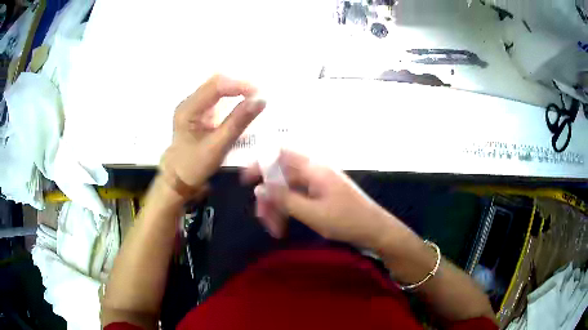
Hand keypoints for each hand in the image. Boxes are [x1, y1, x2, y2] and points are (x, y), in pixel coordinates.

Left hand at [160, 75, 264, 199]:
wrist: (178, 179)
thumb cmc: (195, 166)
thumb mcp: (218, 146)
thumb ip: (238, 122)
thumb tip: (261, 100)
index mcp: (188, 109)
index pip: (216, 86)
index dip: (239, 85)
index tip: (260, 94)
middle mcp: (189, 102)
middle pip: (216, 82)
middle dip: (239, 85)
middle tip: (258, 95)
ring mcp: (192, 105)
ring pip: (217, 87)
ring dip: (236, 89)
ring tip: (254, 97)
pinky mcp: (197, 111)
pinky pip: (216, 96)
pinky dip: (231, 97)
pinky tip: (242, 102)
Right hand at [242, 150, 392, 247]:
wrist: (375, 229)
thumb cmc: (347, 221)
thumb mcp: (312, 213)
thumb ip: (284, 199)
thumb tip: (259, 188)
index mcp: (314, 168)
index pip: (280, 154)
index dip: (261, 163)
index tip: (246, 180)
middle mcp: (315, 170)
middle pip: (282, 176)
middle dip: (269, 197)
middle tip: (263, 219)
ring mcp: (319, 182)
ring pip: (289, 188)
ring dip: (279, 206)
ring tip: (275, 229)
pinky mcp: (322, 193)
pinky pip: (299, 196)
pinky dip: (290, 208)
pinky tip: (285, 224)